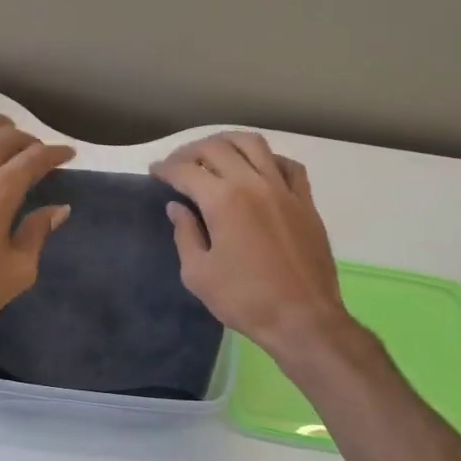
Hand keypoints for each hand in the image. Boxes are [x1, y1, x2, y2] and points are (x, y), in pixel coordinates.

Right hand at [151, 132, 351, 361]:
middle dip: (191, 151)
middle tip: (178, 164)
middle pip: (217, 148)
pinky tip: (259, 169)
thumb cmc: (245, 300)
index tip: (154, 172)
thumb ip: (185, 235)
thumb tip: (177, 208)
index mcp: (223, 200)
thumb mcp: (199, 274)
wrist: (303, 318)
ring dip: (228, 142)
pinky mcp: (305, 201)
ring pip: (254, 144)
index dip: (166, 168)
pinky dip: (268, 159)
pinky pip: (288, 165)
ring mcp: (284, 189)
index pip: (187, 171)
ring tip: (215, 153)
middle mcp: (254, 183)